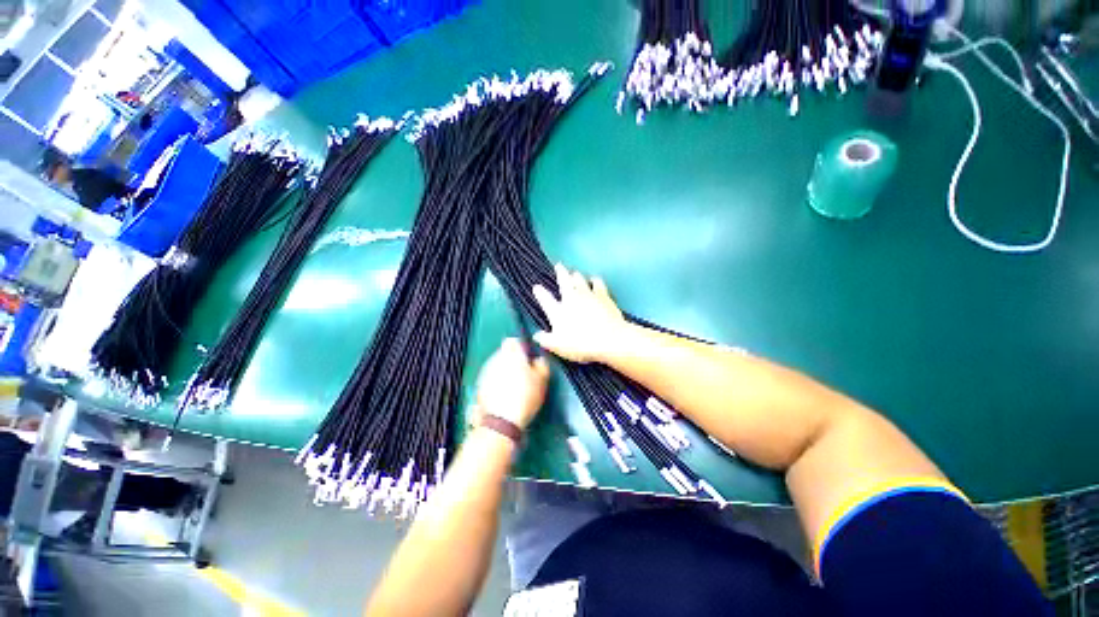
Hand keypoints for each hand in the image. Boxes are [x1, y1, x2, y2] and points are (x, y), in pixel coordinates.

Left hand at [474, 338, 549, 430]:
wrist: (501, 421)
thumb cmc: (525, 396)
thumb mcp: (542, 380)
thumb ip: (541, 365)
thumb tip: (537, 360)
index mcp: (511, 354)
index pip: (513, 341)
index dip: (520, 347)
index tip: (526, 358)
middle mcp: (495, 359)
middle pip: (503, 353)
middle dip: (512, 360)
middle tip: (522, 374)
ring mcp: (485, 372)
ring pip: (496, 366)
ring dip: (503, 371)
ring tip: (513, 386)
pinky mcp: (479, 386)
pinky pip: (490, 379)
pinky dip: (496, 383)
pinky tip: (503, 395)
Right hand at [532, 264, 627, 363]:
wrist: (609, 339)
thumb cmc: (581, 345)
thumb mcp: (558, 347)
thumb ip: (546, 340)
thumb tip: (536, 335)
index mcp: (558, 311)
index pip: (545, 298)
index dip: (539, 292)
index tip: (536, 287)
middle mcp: (571, 298)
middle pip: (564, 281)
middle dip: (560, 272)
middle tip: (559, 265)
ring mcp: (588, 294)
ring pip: (580, 279)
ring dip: (576, 275)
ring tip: (575, 273)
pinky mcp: (603, 295)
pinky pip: (597, 283)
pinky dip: (594, 281)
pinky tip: (595, 280)